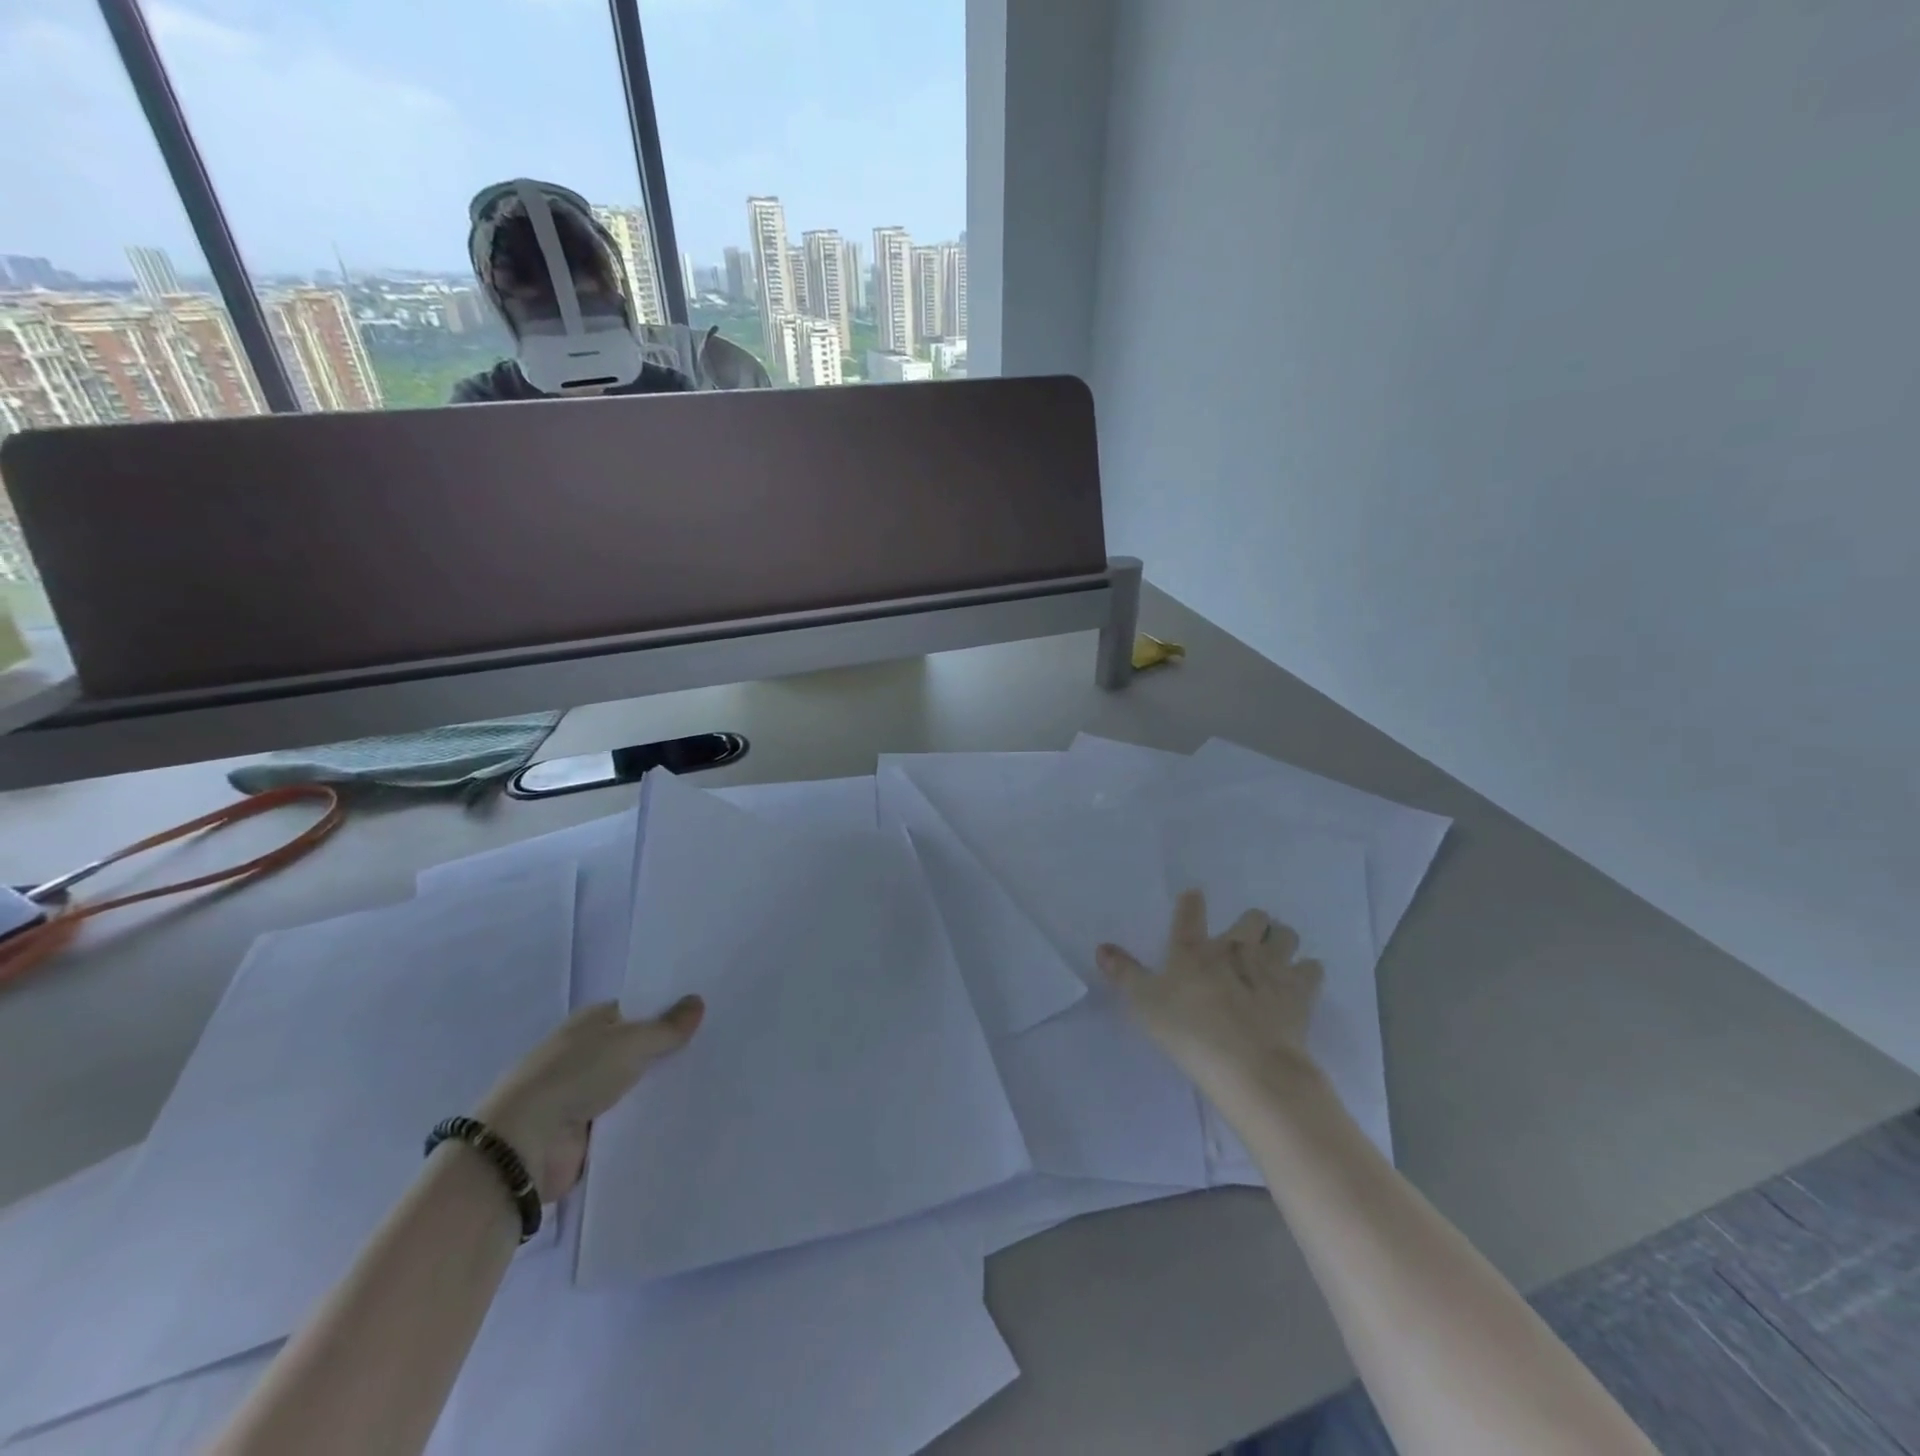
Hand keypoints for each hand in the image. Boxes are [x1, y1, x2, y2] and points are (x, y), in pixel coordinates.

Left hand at [475, 997, 703, 1200]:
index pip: (639, 1010)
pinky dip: (650, 1120)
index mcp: (592, 1022)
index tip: (708, 1016)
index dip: (670, 1012)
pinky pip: (630, 1120)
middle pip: (640, 1048)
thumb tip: (698, 1001)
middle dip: (671, 1051)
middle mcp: (589, 1054)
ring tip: (714, 1082)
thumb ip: (666, 1027)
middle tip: (721, 1048)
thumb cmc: (574, 1076)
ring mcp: (588, 1094)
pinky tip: (687, 1116)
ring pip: (638, 1085)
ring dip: (662, 1088)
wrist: (524, 1146)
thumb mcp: (629, 1042)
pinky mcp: (590, 1133)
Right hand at [1097, 888, 1323, 1106]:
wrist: (1248, 1064)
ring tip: (1275, 953)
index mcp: (1194, 950)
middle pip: (1252, 918)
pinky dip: (1306, 971)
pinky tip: (1300, 981)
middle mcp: (1235, 949)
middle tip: (1245, 938)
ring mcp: (1272, 967)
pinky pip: (1311, 969)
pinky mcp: (1301, 992)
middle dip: (1251, 922)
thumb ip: (1124, 973)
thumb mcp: (1144, 1004)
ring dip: (1281, 939)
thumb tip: (1102, 947)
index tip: (1195, 896)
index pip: (1190, 915)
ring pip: (1285, 935)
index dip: (1192, 903)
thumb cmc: (1188, 1032)